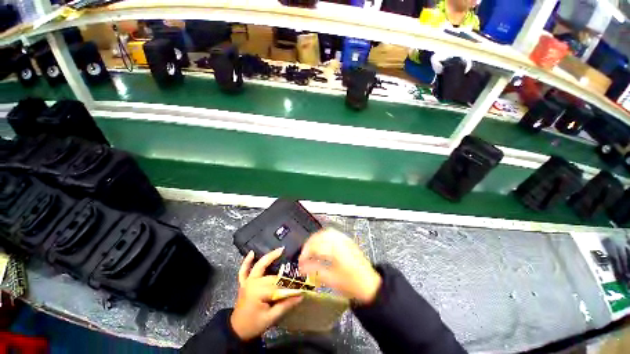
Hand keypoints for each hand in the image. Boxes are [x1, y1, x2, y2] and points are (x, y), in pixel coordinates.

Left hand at [230, 248, 302, 340]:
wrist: (237, 331)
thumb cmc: (254, 325)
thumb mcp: (271, 318)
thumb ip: (286, 305)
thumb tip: (301, 295)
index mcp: (259, 292)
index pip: (278, 285)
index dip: (289, 285)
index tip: (301, 283)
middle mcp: (253, 283)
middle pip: (271, 275)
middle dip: (284, 273)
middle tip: (296, 267)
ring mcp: (247, 281)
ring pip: (259, 266)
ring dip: (269, 257)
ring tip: (280, 249)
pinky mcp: (243, 283)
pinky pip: (243, 270)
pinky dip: (247, 261)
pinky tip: (251, 252)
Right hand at [298, 228, 381, 304]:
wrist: (370, 285)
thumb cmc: (352, 284)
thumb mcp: (331, 280)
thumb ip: (315, 271)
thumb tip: (302, 267)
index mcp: (336, 250)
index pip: (315, 246)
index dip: (305, 253)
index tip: (300, 262)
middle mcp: (340, 241)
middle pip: (319, 236)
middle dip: (309, 244)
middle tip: (304, 255)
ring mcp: (345, 239)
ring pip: (326, 232)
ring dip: (316, 238)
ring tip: (311, 249)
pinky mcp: (347, 240)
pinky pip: (333, 233)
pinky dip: (324, 236)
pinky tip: (321, 243)